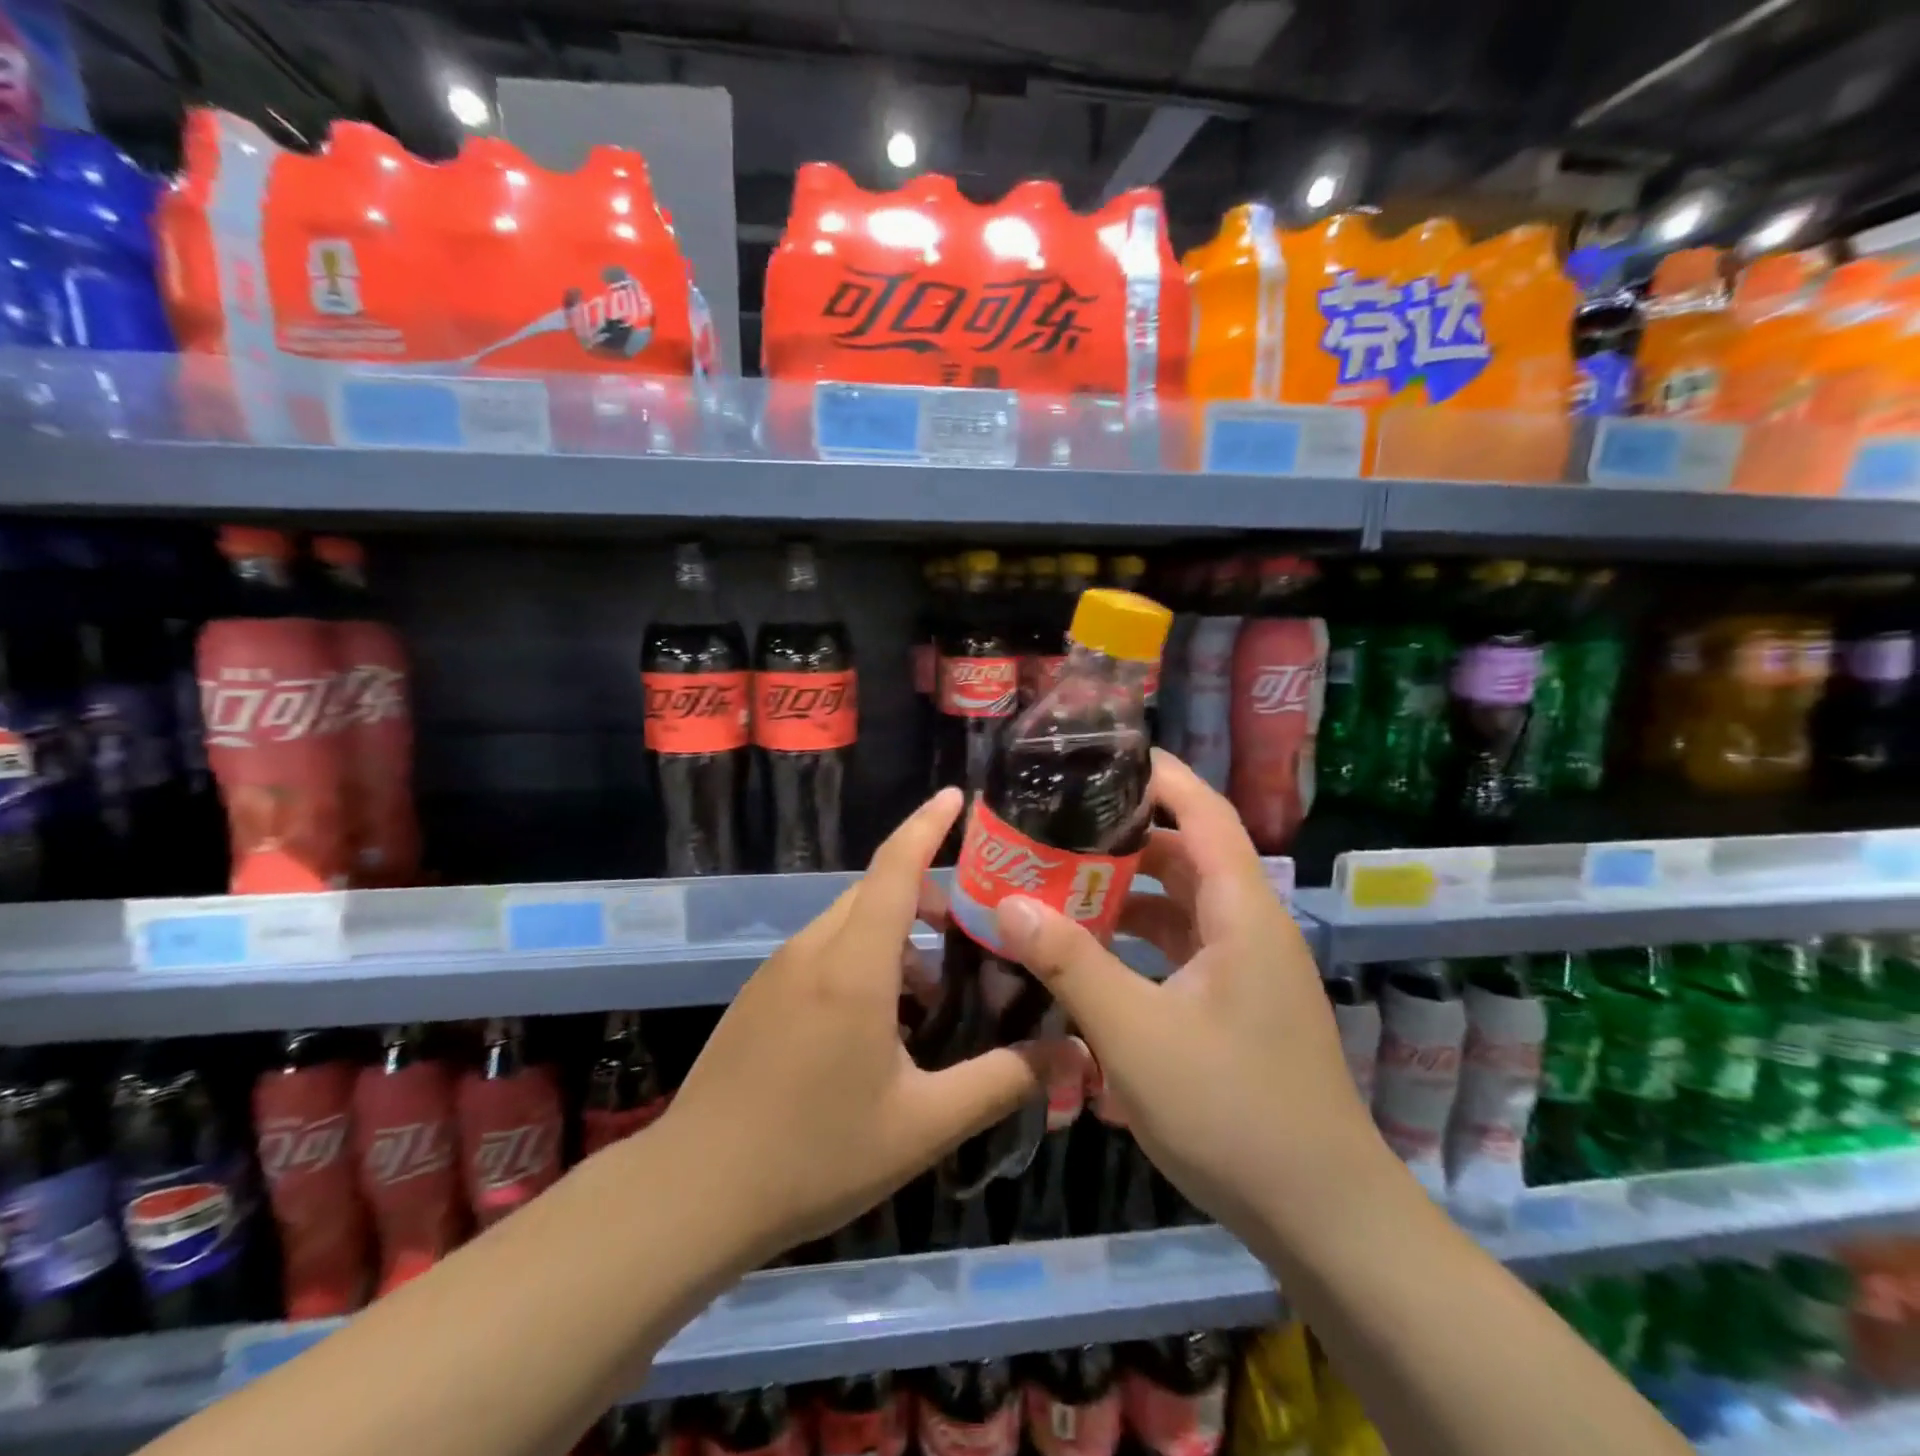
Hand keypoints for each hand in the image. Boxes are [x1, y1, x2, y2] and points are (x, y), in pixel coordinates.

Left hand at [659, 788, 1047, 1265]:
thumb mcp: (924, 1124)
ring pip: (849, 922)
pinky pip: (823, 950)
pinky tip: (881, 1024)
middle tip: (974, 932)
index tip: (958, 796)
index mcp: (853, 965)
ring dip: (896, 936)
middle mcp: (813, 950)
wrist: (694, 1192)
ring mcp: (779, 970)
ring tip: (933, 993)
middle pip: (876, 891)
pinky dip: (863, 958)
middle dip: (927, 895)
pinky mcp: (761, 994)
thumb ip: (1001, 1081)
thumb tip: (1072, 1054)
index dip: (927, 824)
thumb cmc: (815, 1154)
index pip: (895, 867)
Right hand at [992, 750, 1384, 1247]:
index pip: (1203, 813)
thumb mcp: (1136, 1033)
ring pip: (1181, 906)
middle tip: (1056, 827)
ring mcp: (1246, 970)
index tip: (1103, 756)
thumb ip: (1071, 963)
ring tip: (1059, 885)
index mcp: (1241, 912)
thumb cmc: (1233, 1110)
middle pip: (1185, 856)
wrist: (1323, 1218)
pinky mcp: (1236, 1006)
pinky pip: (1182, 949)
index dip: (1160, 776)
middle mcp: (1249, 928)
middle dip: (1123, 838)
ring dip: (1126, 894)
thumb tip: (1008, 902)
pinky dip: (1138, 942)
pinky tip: (1092, 957)